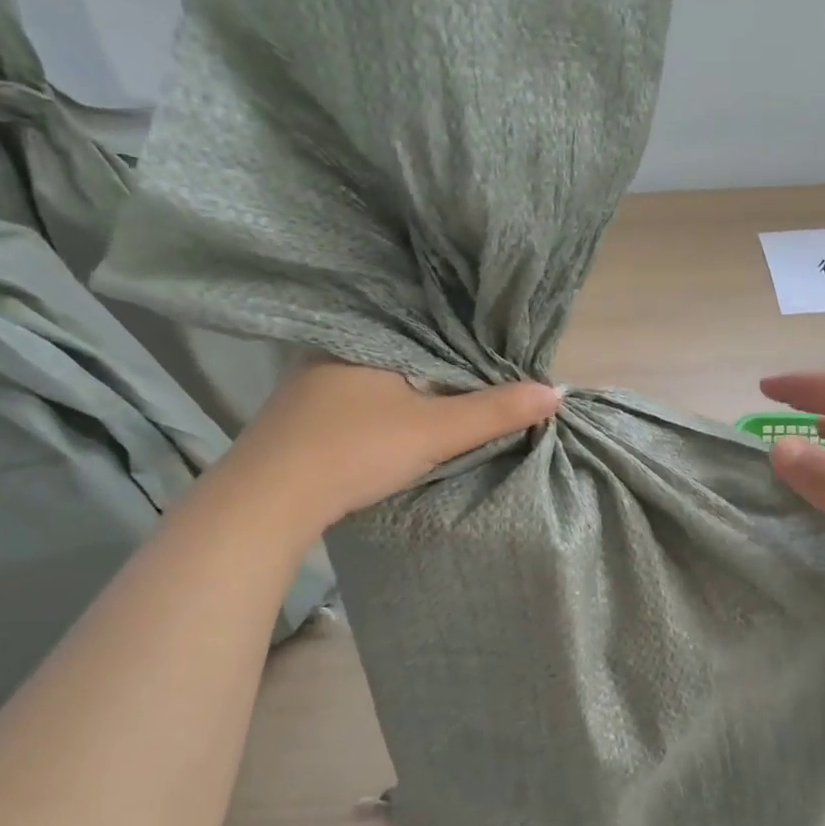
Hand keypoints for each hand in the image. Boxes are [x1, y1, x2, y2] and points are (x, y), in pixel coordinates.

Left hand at [219, 359, 562, 535]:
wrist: (268, 500)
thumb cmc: (356, 449)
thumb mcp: (436, 430)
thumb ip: (495, 411)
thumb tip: (556, 392)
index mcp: (368, 336)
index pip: (430, 325)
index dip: (467, 339)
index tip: (499, 353)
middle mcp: (334, 347)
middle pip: (405, 349)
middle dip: (440, 363)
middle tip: (482, 375)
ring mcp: (310, 381)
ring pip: (379, 374)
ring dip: (410, 386)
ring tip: (450, 394)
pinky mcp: (300, 413)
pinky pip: (358, 395)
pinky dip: (385, 403)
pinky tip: (399, 416)